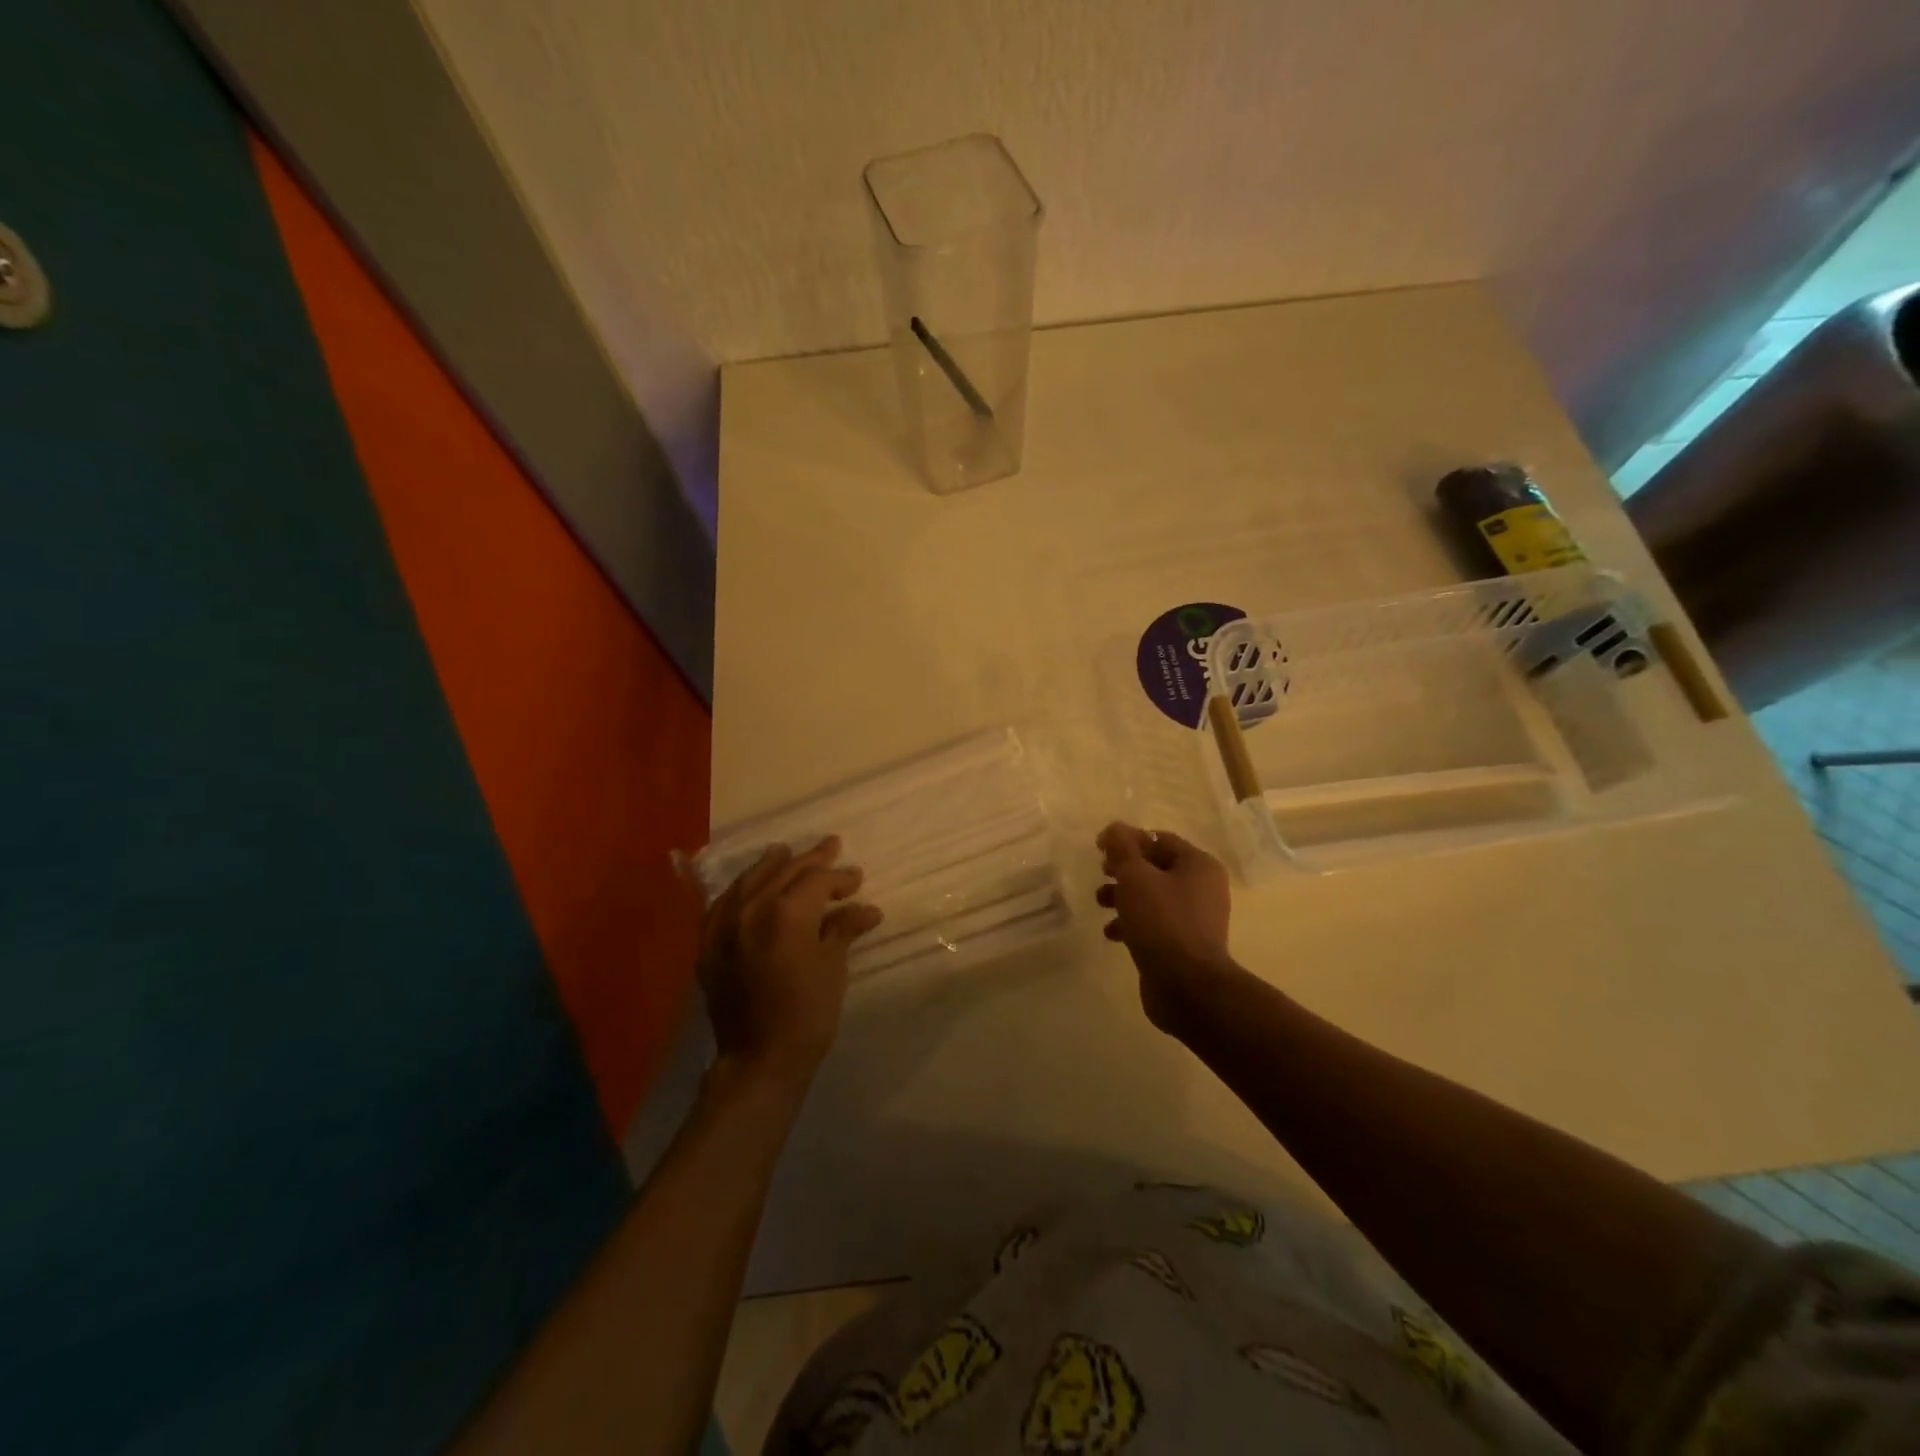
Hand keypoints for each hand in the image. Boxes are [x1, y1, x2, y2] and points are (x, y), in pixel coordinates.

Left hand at [696, 836, 882, 1088]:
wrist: (759, 1060)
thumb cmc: (807, 1013)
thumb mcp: (833, 967)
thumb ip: (843, 929)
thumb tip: (867, 908)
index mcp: (785, 913)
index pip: (816, 880)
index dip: (839, 877)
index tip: (857, 879)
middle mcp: (751, 910)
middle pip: (783, 872)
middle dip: (810, 860)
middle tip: (831, 846)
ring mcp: (724, 927)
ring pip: (748, 882)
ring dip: (771, 865)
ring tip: (784, 853)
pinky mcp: (708, 946)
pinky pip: (721, 905)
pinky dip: (738, 891)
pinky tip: (746, 887)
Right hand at [1096, 823, 1236, 1031]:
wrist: (1187, 987)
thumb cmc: (1162, 922)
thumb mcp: (1135, 877)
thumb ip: (1122, 848)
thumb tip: (1115, 829)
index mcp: (1198, 865)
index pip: (1158, 839)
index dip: (1127, 840)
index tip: (1099, 849)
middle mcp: (1202, 887)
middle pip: (1155, 867)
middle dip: (1123, 870)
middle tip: (1101, 874)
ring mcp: (1195, 918)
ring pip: (1152, 896)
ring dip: (1123, 896)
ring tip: (1100, 904)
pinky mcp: (1184, 944)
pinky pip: (1155, 923)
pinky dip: (1133, 923)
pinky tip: (1112, 934)